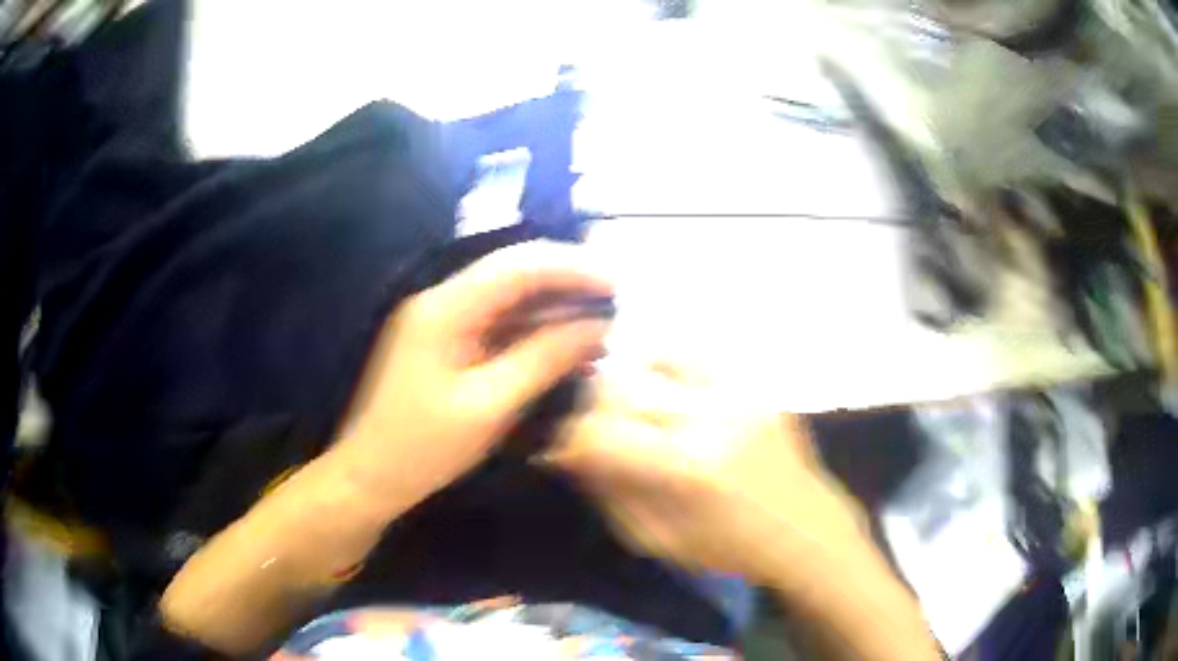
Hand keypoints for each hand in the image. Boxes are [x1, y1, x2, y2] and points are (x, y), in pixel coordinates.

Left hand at [334, 240, 612, 510]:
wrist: (369, 476)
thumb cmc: (423, 448)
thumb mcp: (489, 406)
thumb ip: (544, 359)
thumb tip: (596, 327)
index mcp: (445, 308)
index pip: (519, 266)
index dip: (572, 268)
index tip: (618, 285)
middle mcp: (441, 301)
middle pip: (513, 274)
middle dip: (567, 282)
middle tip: (615, 302)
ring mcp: (441, 321)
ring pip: (508, 299)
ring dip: (552, 308)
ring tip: (600, 324)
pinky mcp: (444, 343)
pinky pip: (496, 325)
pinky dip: (532, 332)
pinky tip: (563, 345)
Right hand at [545, 362, 871, 587]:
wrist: (804, 528)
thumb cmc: (727, 547)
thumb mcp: (655, 539)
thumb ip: (608, 490)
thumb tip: (568, 449)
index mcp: (688, 466)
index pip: (600, 432)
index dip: (568, 438)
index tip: (559, 448)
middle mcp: (713, 415)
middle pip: (622, 384)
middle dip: (591, 405)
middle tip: (590, 427)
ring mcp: (739, 391)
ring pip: (655, 356)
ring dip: (629, 380)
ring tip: (627, 406)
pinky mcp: (755, 383)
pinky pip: (694, 358)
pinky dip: (666, 370)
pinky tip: (665, 393)